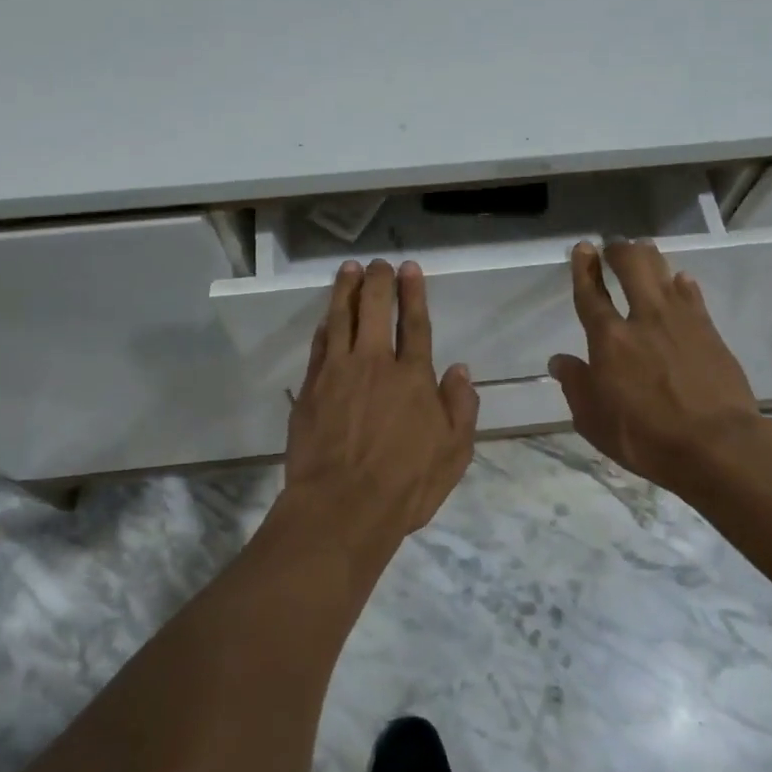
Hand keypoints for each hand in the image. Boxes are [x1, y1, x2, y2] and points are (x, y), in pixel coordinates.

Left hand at [278, 260, 479, 561]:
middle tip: (379, 263)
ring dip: (346, 291)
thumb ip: (460, 407)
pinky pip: (318, 346)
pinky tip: (326, 317)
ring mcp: (337, 373)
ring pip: (341, 319)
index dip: (413, 293)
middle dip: (378, 281)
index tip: (409, 268)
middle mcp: (374, 364)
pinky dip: (324, 326)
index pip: (415, 324)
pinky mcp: (310, 389)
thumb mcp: (454, 453)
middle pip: (375, 310)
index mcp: (412, 377)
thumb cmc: (405, 485)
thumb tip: (460, 370)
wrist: (341, 507)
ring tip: (349, 270)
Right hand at [548, 241, 771, 509]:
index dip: (584, 269)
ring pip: (663, 273)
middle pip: (632, 268)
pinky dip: (682, 284)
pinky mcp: (710, 331)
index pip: (591, 294)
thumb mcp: (594, 421)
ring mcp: (681, 321)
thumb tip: (560, 361)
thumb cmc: (646, 438)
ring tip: (643, 250)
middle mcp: (644, 319)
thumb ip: (576, 386)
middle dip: (619, 251)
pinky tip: (680, 281)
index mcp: (609, 340)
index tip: (583, 248)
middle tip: (613, 246)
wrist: (718, 445)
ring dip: (650, 258)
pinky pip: (692, 295)